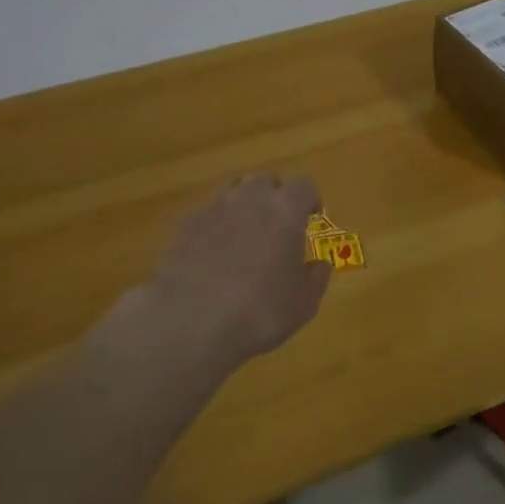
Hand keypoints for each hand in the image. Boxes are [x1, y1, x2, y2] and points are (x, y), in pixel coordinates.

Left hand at [149, 172, 330, 368]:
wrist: (189, 323)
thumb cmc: (259, 311)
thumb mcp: (304, 303)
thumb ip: (316, 277)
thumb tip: (319, 265)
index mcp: (285, 210)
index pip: (304, 185)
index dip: (309, 200)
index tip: (310, 219)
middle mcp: (249, 198)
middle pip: (266, 180)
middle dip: (275, 197)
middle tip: (277, 226)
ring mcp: (214, 208)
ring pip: (234, 191)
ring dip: (244, 205)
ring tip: (244, 236)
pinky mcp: (185, 224)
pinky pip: (208, 213)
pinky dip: (216, 225)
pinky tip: (212, 253)